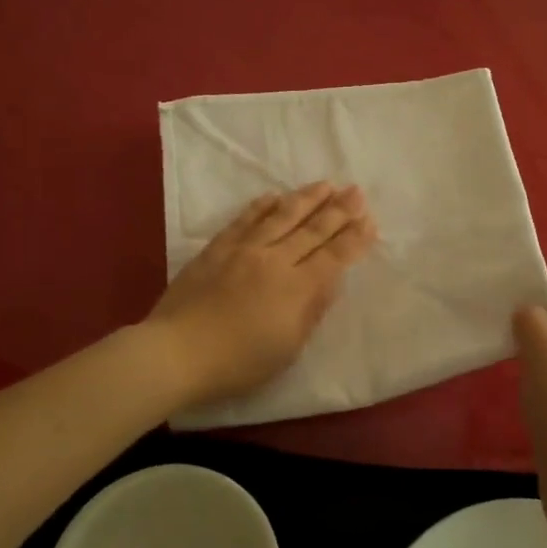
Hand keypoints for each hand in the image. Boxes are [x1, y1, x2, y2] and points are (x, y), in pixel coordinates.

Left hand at [147, 182, 376, 406]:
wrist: (176, 352)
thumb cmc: (238, 363)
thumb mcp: (287, 349)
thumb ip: (311, 311)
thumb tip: (331, 280)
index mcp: (297, 289)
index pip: (334, 256)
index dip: (354, 238)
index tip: (369, 220)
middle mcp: (275, 260)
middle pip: (313, 230)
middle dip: (339, 210)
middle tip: (357, 191)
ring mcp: (244, 250)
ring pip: (282, 216)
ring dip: (306, 198)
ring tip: (326, 184)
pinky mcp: (217, 248)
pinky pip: (245, 219)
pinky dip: (262, 205)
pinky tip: (274, 195)